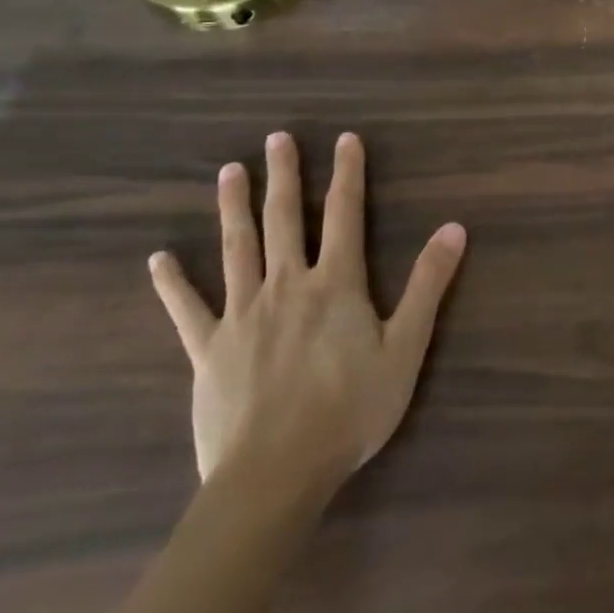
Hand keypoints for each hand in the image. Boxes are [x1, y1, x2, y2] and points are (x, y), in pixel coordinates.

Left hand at [147, 131, 466, 494]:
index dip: (347, 174)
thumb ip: (428, 284)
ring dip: (234, 207)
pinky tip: (159, 259)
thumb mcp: (406, 346)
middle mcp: (287, 285)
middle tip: (277, 139)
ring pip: (237, 249)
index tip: (346, 139)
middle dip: (283, 176)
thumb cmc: (351, 409)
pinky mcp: (208, 350)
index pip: (345, 214)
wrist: (275, 474)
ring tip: (230, 171)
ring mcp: (242, 315)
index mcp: (336, 283)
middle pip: (284, 219)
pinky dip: (173, 283)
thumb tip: (454, 228)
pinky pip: (187, 309)